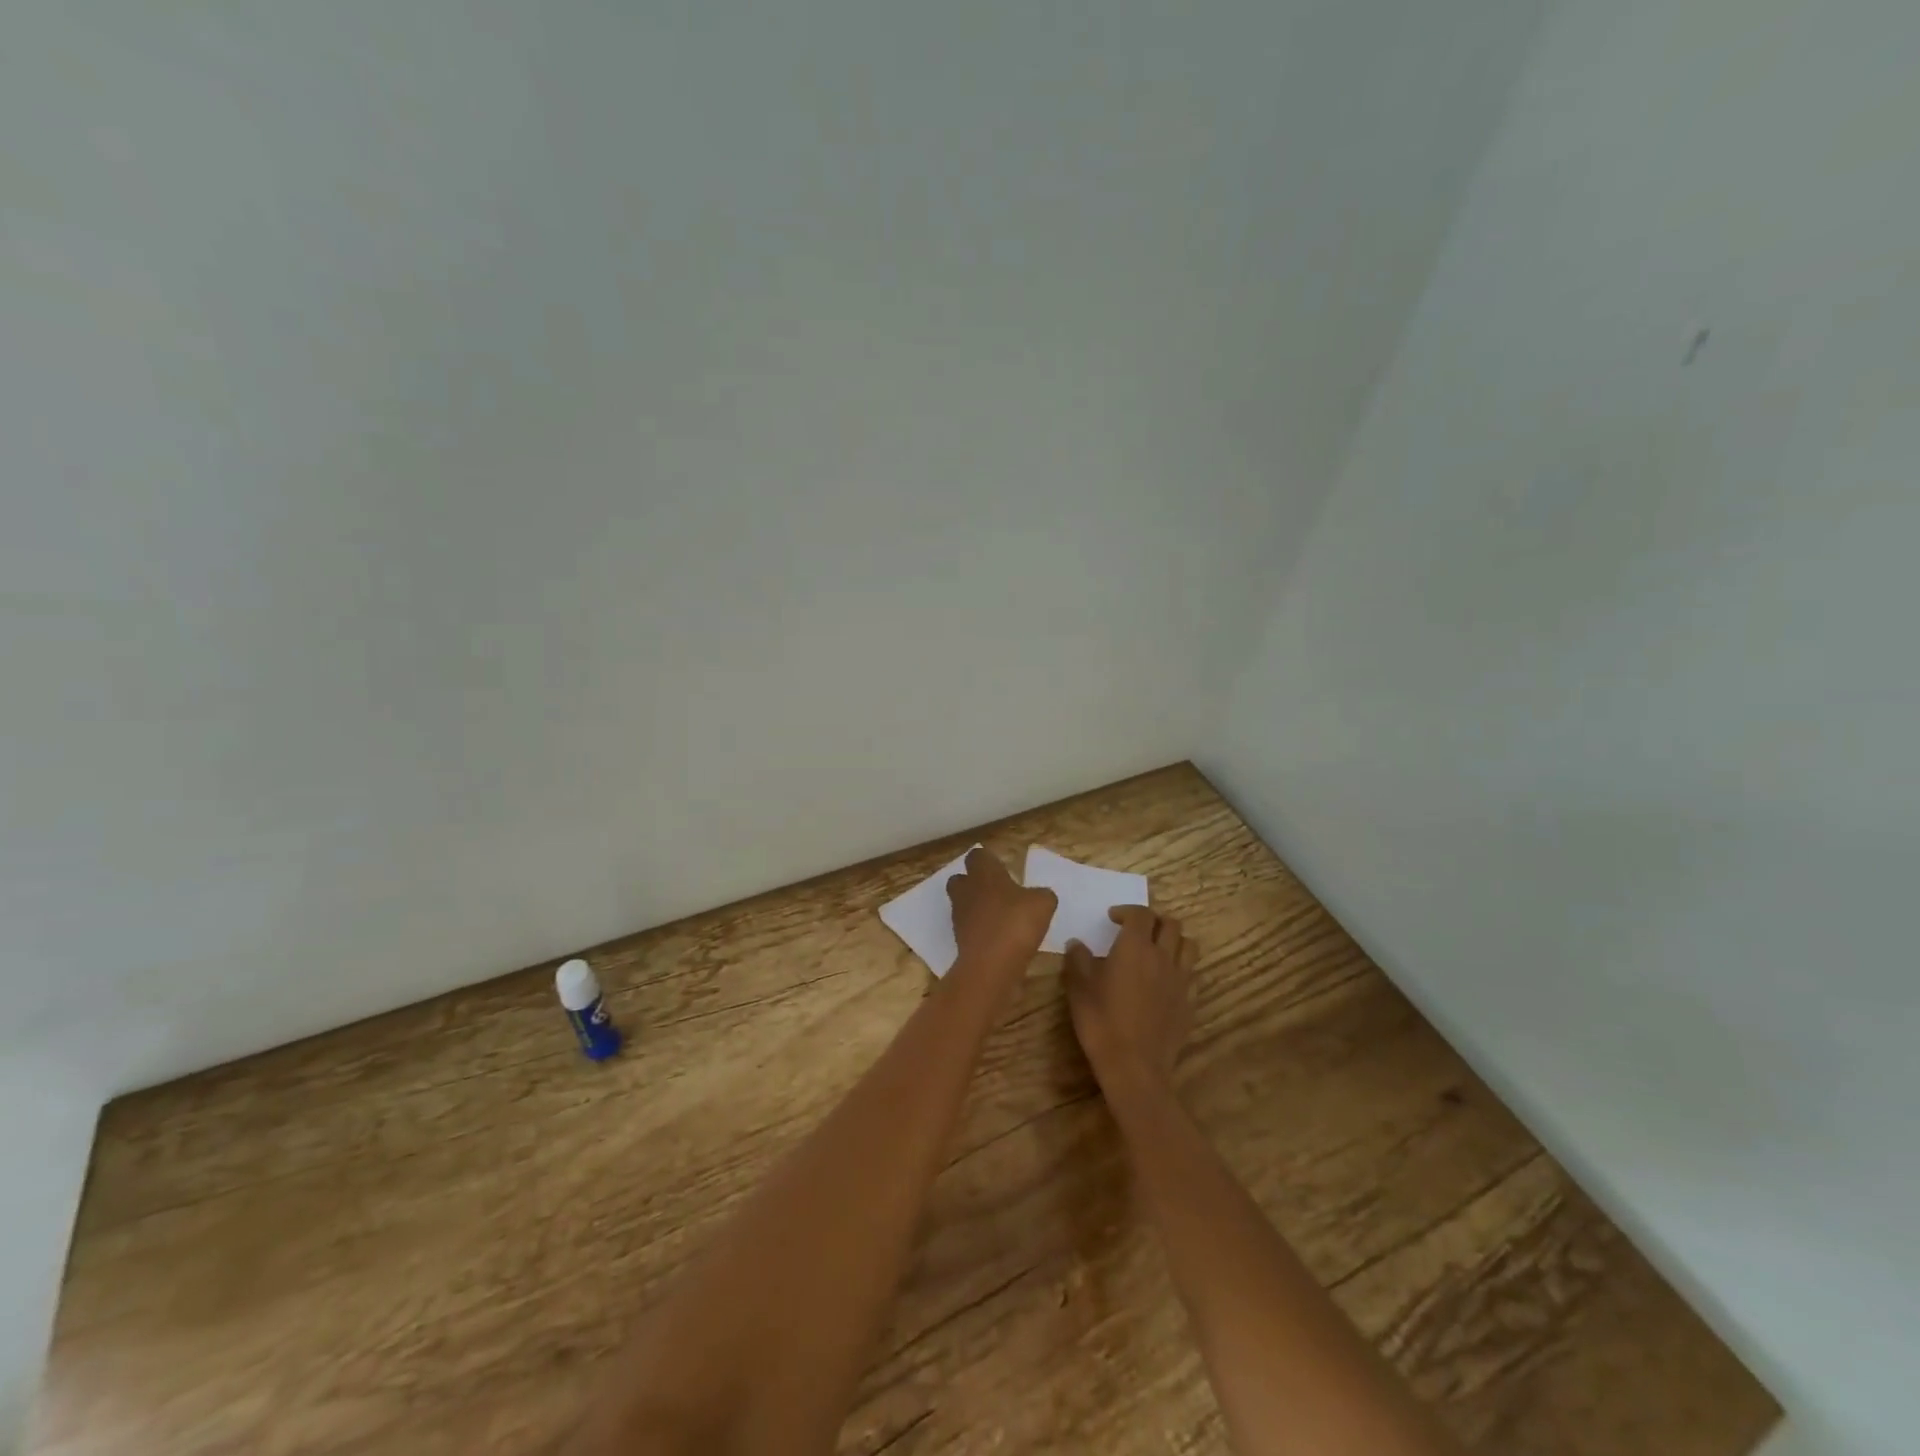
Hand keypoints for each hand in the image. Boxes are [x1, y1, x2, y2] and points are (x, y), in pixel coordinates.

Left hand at [946, 847, 1056, 970]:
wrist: (991, 964)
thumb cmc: (1016, 922)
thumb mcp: (1043, 903)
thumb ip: (1041, 894)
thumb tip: (1039, 896)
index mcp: (983, 872)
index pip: (977, 855)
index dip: (989, 861)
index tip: (1003, 870)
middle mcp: (966, 889)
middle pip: (961, 879)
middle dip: (975, 883)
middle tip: (998, 893)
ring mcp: (959, 915)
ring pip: (963, 904)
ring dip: (977, 908)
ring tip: (1001, 918)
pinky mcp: (958, 940)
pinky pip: (968, 928)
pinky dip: (980, 931)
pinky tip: (999, 939)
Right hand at [1065, 906, 1195, 1092]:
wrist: (1134, 1068)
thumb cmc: (1101, 1023)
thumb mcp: (1079, 989)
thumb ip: (1078, 960)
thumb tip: (1077, 943)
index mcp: (1135, 947)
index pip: (1140, 914)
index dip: (1127, 911)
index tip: (1113, 918)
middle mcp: (1163, 957)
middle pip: (1170, 924)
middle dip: (1153, 921)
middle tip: (1137, 931)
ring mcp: (1181, 980)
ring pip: (1189, 945)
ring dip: (1174, 940)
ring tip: (1158, 950)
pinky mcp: (1190, 1003)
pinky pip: (1193, 974)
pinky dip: (1181, 968)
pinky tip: (1167, 981)